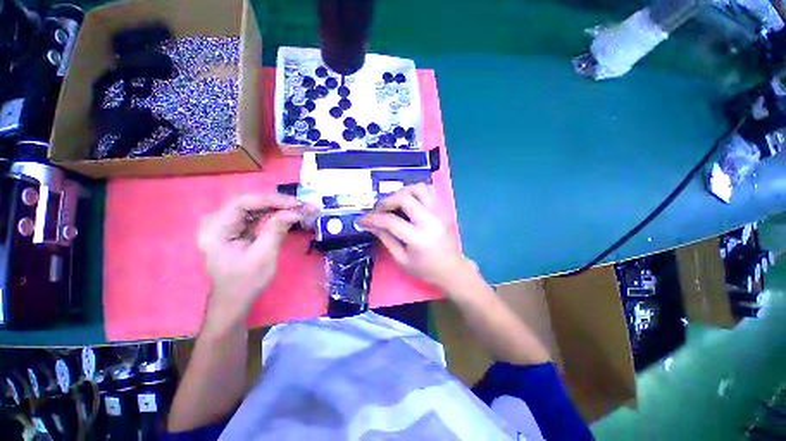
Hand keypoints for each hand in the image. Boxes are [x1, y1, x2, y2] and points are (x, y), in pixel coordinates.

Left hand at [197, 193, 314, 327]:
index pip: (243, 202)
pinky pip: (256, 216)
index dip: (271, 199)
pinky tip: (288, 215)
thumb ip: (276, 230)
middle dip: (278, 202)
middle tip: (301, 205)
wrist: (234, 299)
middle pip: (250, 202)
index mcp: (216, 229)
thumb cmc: (246, 281)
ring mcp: (226, 224)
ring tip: (300, 209)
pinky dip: (274, 215)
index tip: (295, 203)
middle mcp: (217, 221)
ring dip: (278, 207)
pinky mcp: (236, 228)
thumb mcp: (263, 256)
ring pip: (255, 207)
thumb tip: (294, 211)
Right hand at [359, 184, 470, 290]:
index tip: (362, 219)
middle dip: (386, 201)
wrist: (451, 269)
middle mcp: (429, 220)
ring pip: (418, 188)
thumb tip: (370, 225)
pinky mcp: (442, 209)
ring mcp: (438, 212)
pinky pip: (429, 190)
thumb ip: (385, 239)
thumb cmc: (425, 269)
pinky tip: (409, 201)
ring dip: (402, 192)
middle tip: (378, 210)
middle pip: (404, 197)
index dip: (373, 218)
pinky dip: (416, 191)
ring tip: (394, 203)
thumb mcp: (401, 259)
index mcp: (418, 237)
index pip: (390, 221)